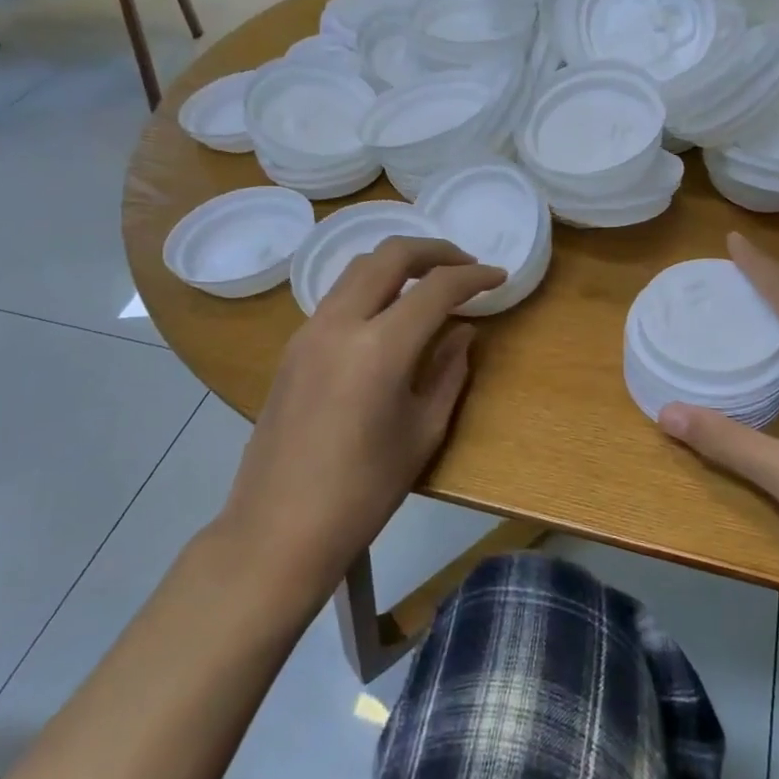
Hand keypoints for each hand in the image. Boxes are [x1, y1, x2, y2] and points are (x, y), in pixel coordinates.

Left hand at [218, 237, 505, 595]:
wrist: (280, 527)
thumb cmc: (364, 491)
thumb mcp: (422, 432)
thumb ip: (449, 372)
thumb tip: (464, 333)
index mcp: (380, 347)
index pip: (436, 288)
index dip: (474, 276)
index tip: (498, 276)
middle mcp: (339, 323)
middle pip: (389, 255)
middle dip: (434, 251)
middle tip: (465, 265)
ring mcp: (308, 332)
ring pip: (357, 270)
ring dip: (398, 265)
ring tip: (429, 284)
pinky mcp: (292, 348)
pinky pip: (337, 297)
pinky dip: (371, 289)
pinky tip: (389, 316)